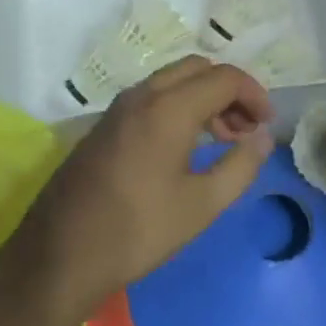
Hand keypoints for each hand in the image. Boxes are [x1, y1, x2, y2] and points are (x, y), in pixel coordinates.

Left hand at [8, 56, 274, 319]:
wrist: (59, 256)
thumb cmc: (138, 231)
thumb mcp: (201, 205)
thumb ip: (241, 165)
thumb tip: (263, 137)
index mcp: (169, 108)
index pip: (224, 78)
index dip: (254, 95)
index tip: (267, 125)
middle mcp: (142, 95)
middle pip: (198, 69)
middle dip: (229, 91)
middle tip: (246, 129)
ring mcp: (118, 108)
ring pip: (173, 80)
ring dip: (203, 98)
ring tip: (223, 139)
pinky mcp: (105, 125)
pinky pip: (152, 97)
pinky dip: (178, 106)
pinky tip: (186, 146)